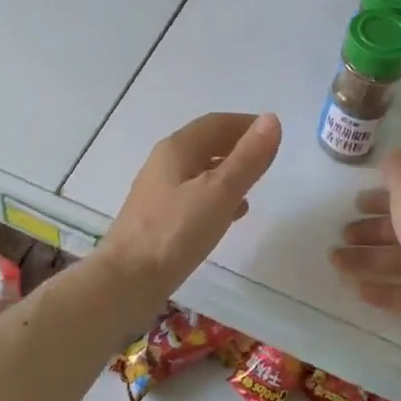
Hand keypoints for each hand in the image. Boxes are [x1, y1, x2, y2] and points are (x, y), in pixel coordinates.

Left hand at [99, 112, 281, 300]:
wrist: (127, 281)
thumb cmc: (175, 231)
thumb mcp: (219, 192)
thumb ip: (247, 158)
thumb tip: (271, 120)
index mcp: (176, 149)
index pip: (215, 123)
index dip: (245, 124)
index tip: (273, 132)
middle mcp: (164, 164)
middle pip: (205, 144)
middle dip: (237, 146)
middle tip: (267, 157)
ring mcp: (159, 192)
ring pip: (200, 171)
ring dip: (227, 172)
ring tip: (254, 184)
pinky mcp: (159, 219)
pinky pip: (194, 196)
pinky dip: (216, 196)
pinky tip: (231, 214)